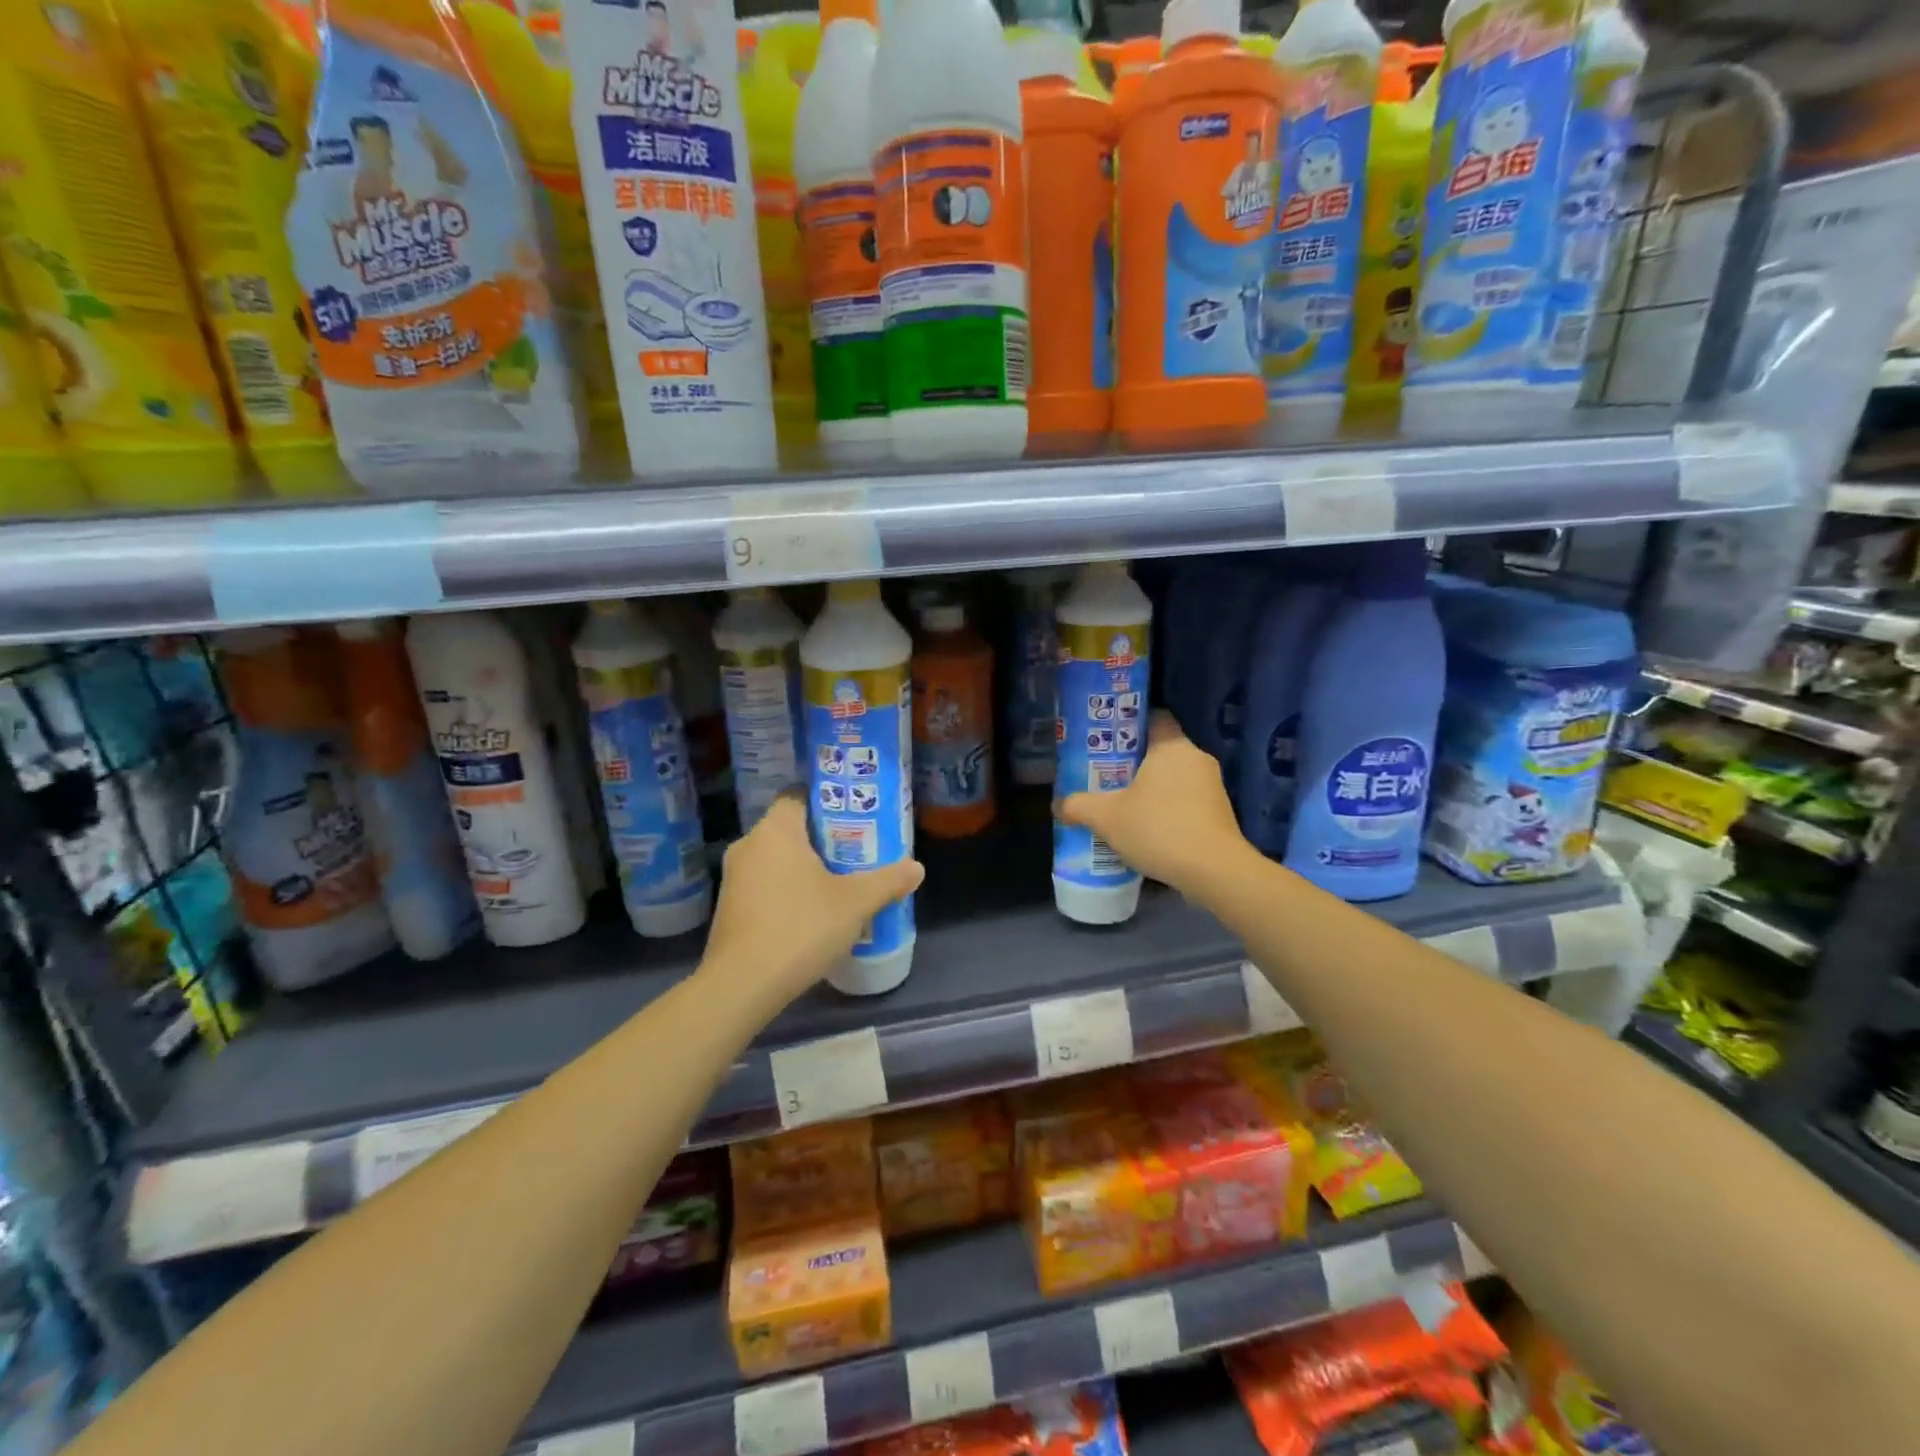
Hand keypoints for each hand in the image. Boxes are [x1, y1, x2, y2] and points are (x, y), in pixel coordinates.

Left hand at [702, 791, 923, 1008]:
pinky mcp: (729, 908)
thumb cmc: (800, 927)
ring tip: (838, 883)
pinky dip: (786, 890)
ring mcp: (734, 878)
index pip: (797, 795)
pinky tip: (810, 913)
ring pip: (775, 859)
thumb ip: (888, 881)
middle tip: (856, 851)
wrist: (742, 985)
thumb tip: (917, 868)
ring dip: (803, 867)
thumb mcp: (855, 903)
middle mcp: (749, 845)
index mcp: (775, 831)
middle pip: (789, 828)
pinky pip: (764, 884)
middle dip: (821, 838)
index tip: (853, 816)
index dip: (826, 801)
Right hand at [1057, 711, 1246, 895]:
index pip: (1154, 717)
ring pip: (1175, 778)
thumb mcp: (1106, 817)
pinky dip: (1169, 809)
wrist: (1213, 871)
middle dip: (1135, 762)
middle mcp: (1196, 758)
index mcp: (1171, 746)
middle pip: (1162, 749)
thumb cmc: (1158, 828)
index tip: (1108, 740)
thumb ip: (1079, 806)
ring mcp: (1213, 786)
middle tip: (1106, 775)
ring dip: (1153, 789)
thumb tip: (1058, 805)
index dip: (1129, 725)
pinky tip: (1149, 829)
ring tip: (1124, 805)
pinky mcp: (1221, 813)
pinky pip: (1188, 801)